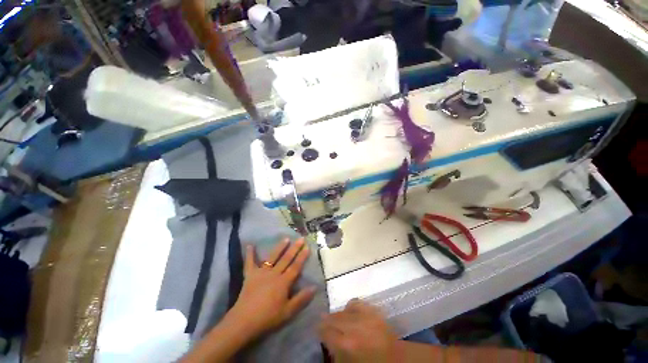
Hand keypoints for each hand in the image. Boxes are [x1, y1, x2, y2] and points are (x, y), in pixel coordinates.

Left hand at [229, 238, 315, 338]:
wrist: (243, 322)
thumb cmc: (267, 318)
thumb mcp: (288, 312)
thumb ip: (301, 299)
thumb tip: (314, 287)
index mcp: (283, 282)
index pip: (295, 267)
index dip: (302, 257)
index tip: (307, 247)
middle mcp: (274, 274)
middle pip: (286, 259)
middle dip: (294, 248)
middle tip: (301, 238)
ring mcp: (261, 273)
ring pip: (272, 257)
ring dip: (279, 247)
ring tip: (286, 238)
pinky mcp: (250, 275)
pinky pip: (250, 263)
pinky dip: (250, 254)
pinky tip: (250, 245)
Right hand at [319, 299, 398, 362]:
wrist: (399, 361)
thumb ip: (335, 352)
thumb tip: (326, 340)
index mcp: (346, 345)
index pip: (325, 330)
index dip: (319, 330)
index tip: (316, 330)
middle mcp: (354, 327)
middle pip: (333, 318)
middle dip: (326, 320)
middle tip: (322, 322)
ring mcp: (365, 316)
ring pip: (343, 309)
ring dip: (337, 314)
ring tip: (335, 317)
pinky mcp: (374, 310)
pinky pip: (356, 302)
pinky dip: (350, 306)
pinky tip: (349, 311)